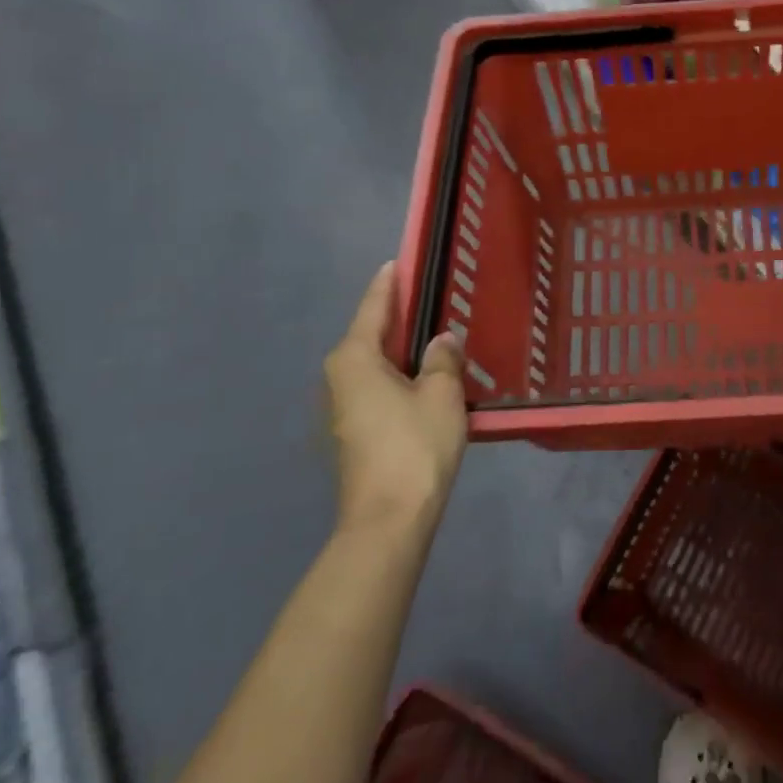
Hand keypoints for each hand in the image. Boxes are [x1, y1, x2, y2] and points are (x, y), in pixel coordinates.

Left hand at [325, 262, 467, 533]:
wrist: (388, 521)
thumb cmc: (414, 446)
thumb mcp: (441, 394)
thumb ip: (443, 359)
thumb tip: (442, 341)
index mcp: (355, 358)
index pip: (374, 306)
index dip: (389, 283)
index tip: (399, 260)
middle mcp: (339, 377)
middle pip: (370, 335)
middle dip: (398, 317)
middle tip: (430, 297)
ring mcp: (341, 409)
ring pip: (374, 364)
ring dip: (400, 350)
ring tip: (434, 336)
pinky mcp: (351, 433)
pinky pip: (376, 388)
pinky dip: (398, 376)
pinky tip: (424, 379)